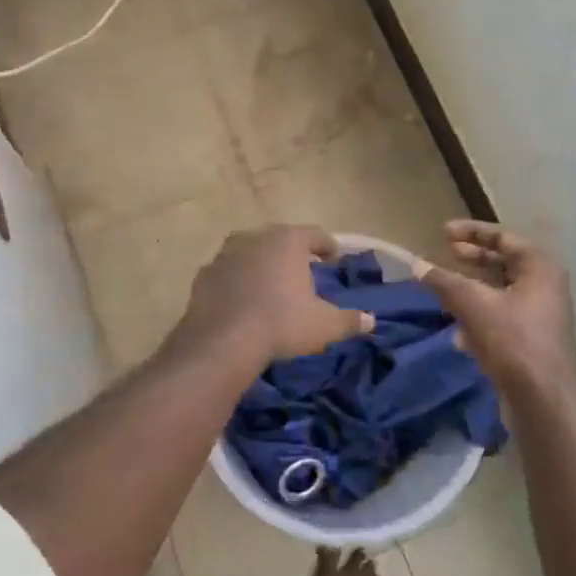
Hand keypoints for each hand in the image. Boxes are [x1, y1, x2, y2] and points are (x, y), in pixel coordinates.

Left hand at [176, 225, 373, 366]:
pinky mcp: (204, 274)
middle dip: (292, 253)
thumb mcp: (324, 326)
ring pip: (250, 251)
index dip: (327, 247)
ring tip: (270, 285)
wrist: (223, 341)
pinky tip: (242, 300)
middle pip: (280, 238)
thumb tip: (370, 320)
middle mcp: (255, 237)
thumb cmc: (282, 323)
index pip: (315, 234)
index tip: (333, 261)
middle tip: (302, 272)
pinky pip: (228, 272)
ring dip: (261, 263)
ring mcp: (226, 254)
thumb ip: (349, 320)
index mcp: (288, 241)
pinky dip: (237, 280)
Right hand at [419, 221, 575, 404]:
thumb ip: (444, 281)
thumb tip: (418, 265)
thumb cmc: (513, 340)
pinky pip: (500, 317)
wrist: (544, 398)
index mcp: (539, 267)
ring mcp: (539, 314)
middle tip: (446, 253)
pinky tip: (458, 335)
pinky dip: (479, 317)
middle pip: (503, 263)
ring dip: (471, 290)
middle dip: (472, 259)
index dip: (472, 231)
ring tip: (444, 291)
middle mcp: (544, 285)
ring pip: (499, 292)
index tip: (443, 232)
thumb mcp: (473, 305)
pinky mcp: (530, 339)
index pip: (503, 238)